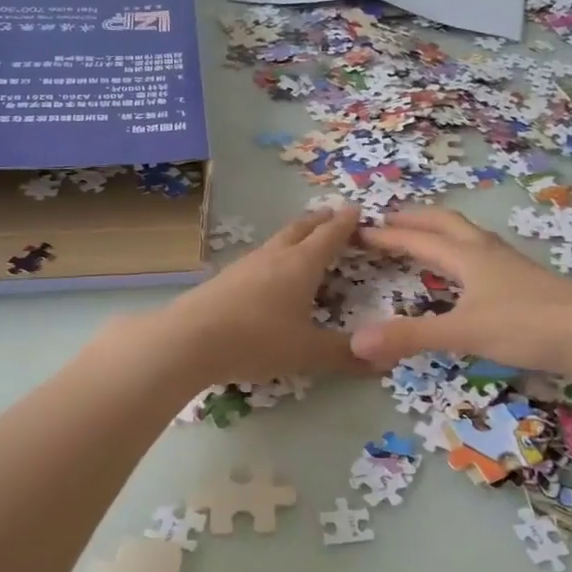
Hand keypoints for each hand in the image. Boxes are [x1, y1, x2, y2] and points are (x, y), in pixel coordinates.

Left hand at [136, 206, 369, 386]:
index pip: (329, 236)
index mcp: (301, 265)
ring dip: (294, 235)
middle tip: (331, 214)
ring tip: (303, 239)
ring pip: (276, 241)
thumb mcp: (306, 352)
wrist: (188, 340)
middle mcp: (274, 256)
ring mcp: (245, 265)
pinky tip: (267, 272)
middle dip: (319, 220)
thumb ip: (343, 355)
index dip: (345, 223)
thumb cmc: (256, 340)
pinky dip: (273, 256)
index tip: (356, 210)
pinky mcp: (224, 279)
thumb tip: (383, 361)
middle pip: (300, 229)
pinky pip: (258, 259)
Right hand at [350, 208, 571, 374]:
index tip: (361, 230)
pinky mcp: (529, 281)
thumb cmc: (528, 326)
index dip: (389, 236)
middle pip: (447, 224)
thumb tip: (356, 342)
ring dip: (443, 231)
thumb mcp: (463, 333)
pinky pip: (487, 254)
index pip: (419, 240)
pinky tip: (473, 272)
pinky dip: (466, 252)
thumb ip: (411, 337)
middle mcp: (489, 253)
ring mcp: (513, 265)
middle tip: (391, 218)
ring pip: (471, 236)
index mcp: (469, 258)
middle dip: (416, 219)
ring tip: (428, 237)